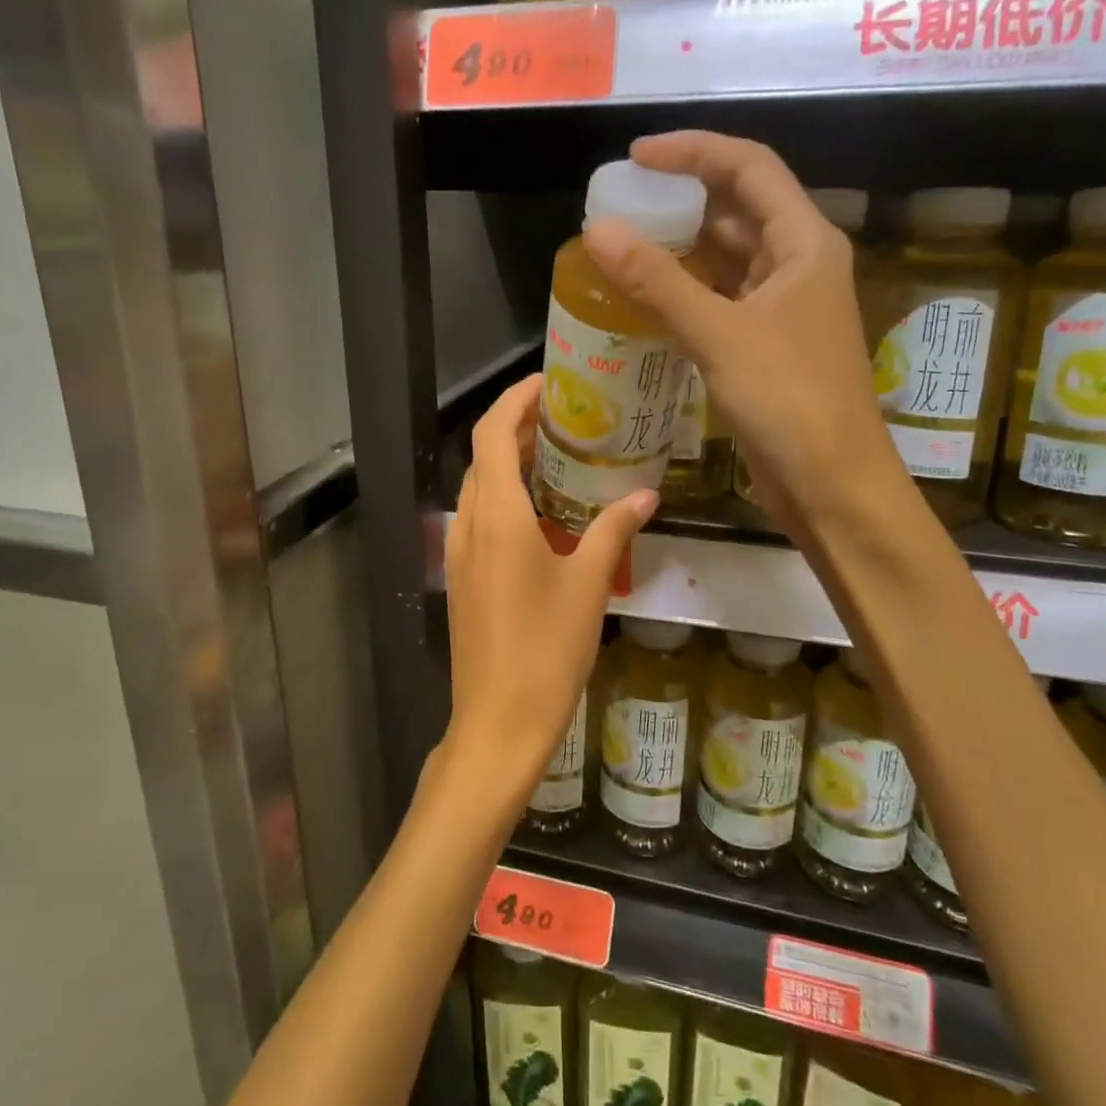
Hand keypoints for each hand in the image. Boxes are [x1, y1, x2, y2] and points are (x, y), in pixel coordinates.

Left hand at [443, 376, 656, 802]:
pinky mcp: (463, 578)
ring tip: (561, 458)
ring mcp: (460, 553)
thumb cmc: (546, 650)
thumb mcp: (589, 585)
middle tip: (568, 418)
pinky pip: (480, 519)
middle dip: (519, 428)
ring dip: (512, 464)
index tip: (550, 383)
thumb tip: (645, 495)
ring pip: (480, 488)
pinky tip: (544, 514)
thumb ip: (613, 531)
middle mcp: (469, 524)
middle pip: (484, 456)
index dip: (515, 399)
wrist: (498, 722)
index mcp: (496, 515)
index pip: (492, 433)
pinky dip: (506, 498)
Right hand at [582, 131, 903, 539]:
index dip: (693, 151)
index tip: (636, 158)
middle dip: (680, 201)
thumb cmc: (790, 400)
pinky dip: (684, 295)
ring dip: (679, 251)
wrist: (832, 485)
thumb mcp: (720, 333)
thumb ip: (657, 281)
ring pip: (726, 260)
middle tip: (619, 206)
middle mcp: (797, 265)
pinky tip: (643, 300)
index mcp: (804, 242)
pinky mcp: (765, 346)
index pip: (749, 167)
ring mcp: (782, 308)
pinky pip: (719, 302)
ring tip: (620, 247)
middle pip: (736, 210)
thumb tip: (597, 230)